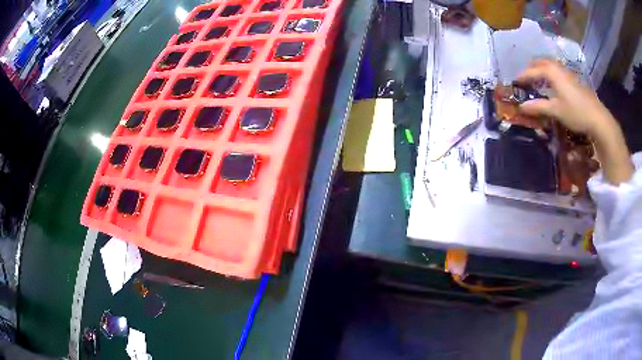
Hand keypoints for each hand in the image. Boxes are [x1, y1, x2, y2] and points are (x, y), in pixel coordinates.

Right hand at [516, 58, 633, 184]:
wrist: (597, 117)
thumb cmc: (575, 112)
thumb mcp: (556, 111)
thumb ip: (538, 107)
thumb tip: (521, 107)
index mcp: (551, 72)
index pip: (532, 71)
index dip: (522, 77)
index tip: (515, 83)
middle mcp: (557, 67)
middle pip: (540, 62)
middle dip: (531, 68)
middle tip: (525, 79)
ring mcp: (567, 72)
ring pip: (549, 64)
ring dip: (541, 69)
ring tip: (537, 80)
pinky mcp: (573, 79)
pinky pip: (556, 70)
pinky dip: (550, 73)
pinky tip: (552, 85)